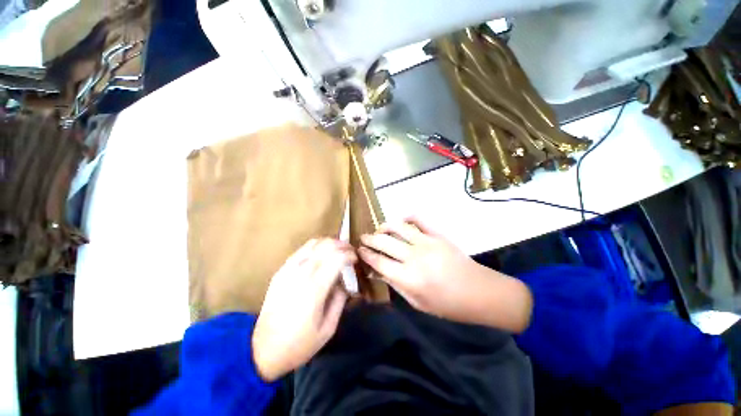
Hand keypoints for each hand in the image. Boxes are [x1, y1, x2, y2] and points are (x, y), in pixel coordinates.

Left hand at [252, 238, 354, 381]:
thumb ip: (340, 300)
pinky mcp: (281, 271)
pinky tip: (321, 253)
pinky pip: (301, 250)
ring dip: (329, 243)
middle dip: (342, 245)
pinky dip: (315, 246)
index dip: (350, 255)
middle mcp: (302, 274)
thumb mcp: (328, 328)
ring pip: (313, 244)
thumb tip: (344, 282)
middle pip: (326, 246)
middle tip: (350, 252)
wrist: (262, 350)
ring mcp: (289, 270)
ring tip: (338, 250)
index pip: (337, 258)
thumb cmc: (299, 344)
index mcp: (315, 289)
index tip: (356, 259)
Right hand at [358, 217, 531, 331]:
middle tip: (363, 237)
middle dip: (369, 238)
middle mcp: (414, 257)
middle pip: (384, 242)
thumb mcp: (417, 303)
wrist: (479, 292)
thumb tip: (379, 270)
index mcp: (408, 278)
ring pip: (398, 227)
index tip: (358, 250)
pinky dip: (408, 217)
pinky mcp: (438, 234)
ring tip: (379, 229)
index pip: (378, 261)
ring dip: (385, 226)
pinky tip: (402, 221)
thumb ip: (396, 284)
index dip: (365, 254)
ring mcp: (427, 242)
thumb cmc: (447, 304)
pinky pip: (419, 220)